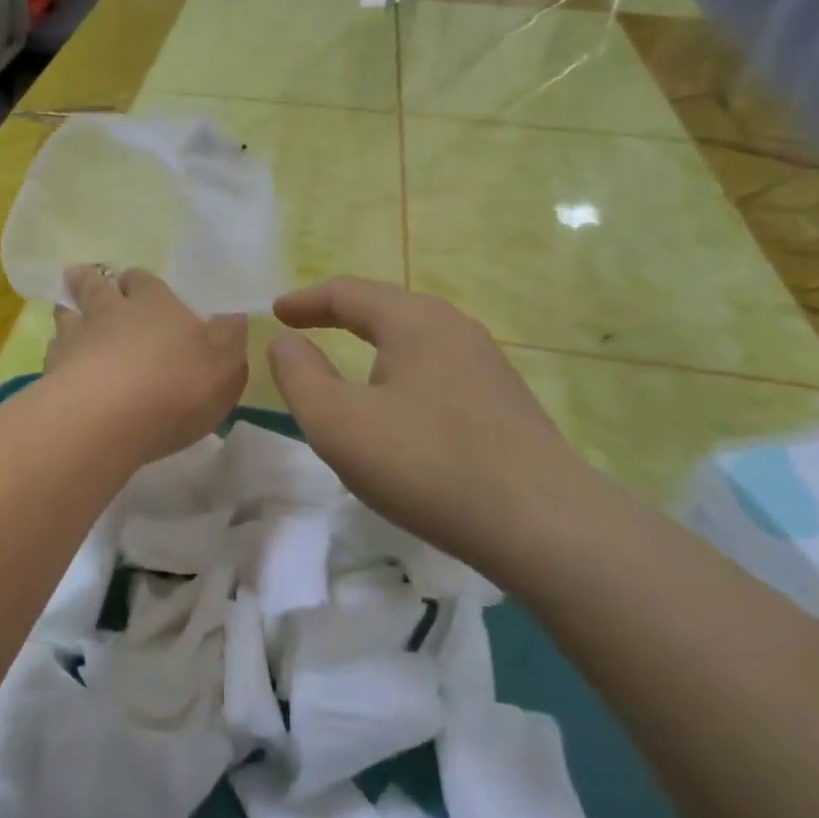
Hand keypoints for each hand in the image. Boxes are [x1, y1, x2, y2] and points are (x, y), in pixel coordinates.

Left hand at [44, 266, 248, 462]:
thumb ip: (229, 339)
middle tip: (80, 275)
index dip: (140, 282)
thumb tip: (231, 317)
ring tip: (65, 313)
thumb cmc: (176, 386)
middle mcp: (110, 313)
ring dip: (67, 314)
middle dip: (90, 281)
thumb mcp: (225, 364)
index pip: (144, 281)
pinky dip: (56, 358)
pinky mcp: (51, 374)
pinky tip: (59, 367)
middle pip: (95, 288)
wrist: (106, 418)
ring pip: (66, 317)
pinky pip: (52, 356)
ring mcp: (74, 341)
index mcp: (155, 305)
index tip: (134, 282)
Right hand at [267, 278, 594, 577]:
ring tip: (347, 367)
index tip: (275, 313)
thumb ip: (300, 376)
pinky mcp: (503, 403)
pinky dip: (400, 375)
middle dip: (339, 316)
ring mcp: (486, 365)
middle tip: (305, 330)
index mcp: (414, 321)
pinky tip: (398, 409)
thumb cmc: (425, 463)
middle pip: (385, 309)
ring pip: (415, 341)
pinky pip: (436, 371)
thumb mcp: (338, 422)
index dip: (305, 301)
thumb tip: (285, 341)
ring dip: (372, 346)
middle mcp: (455, 329)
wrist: (543, 524)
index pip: (348, 293)